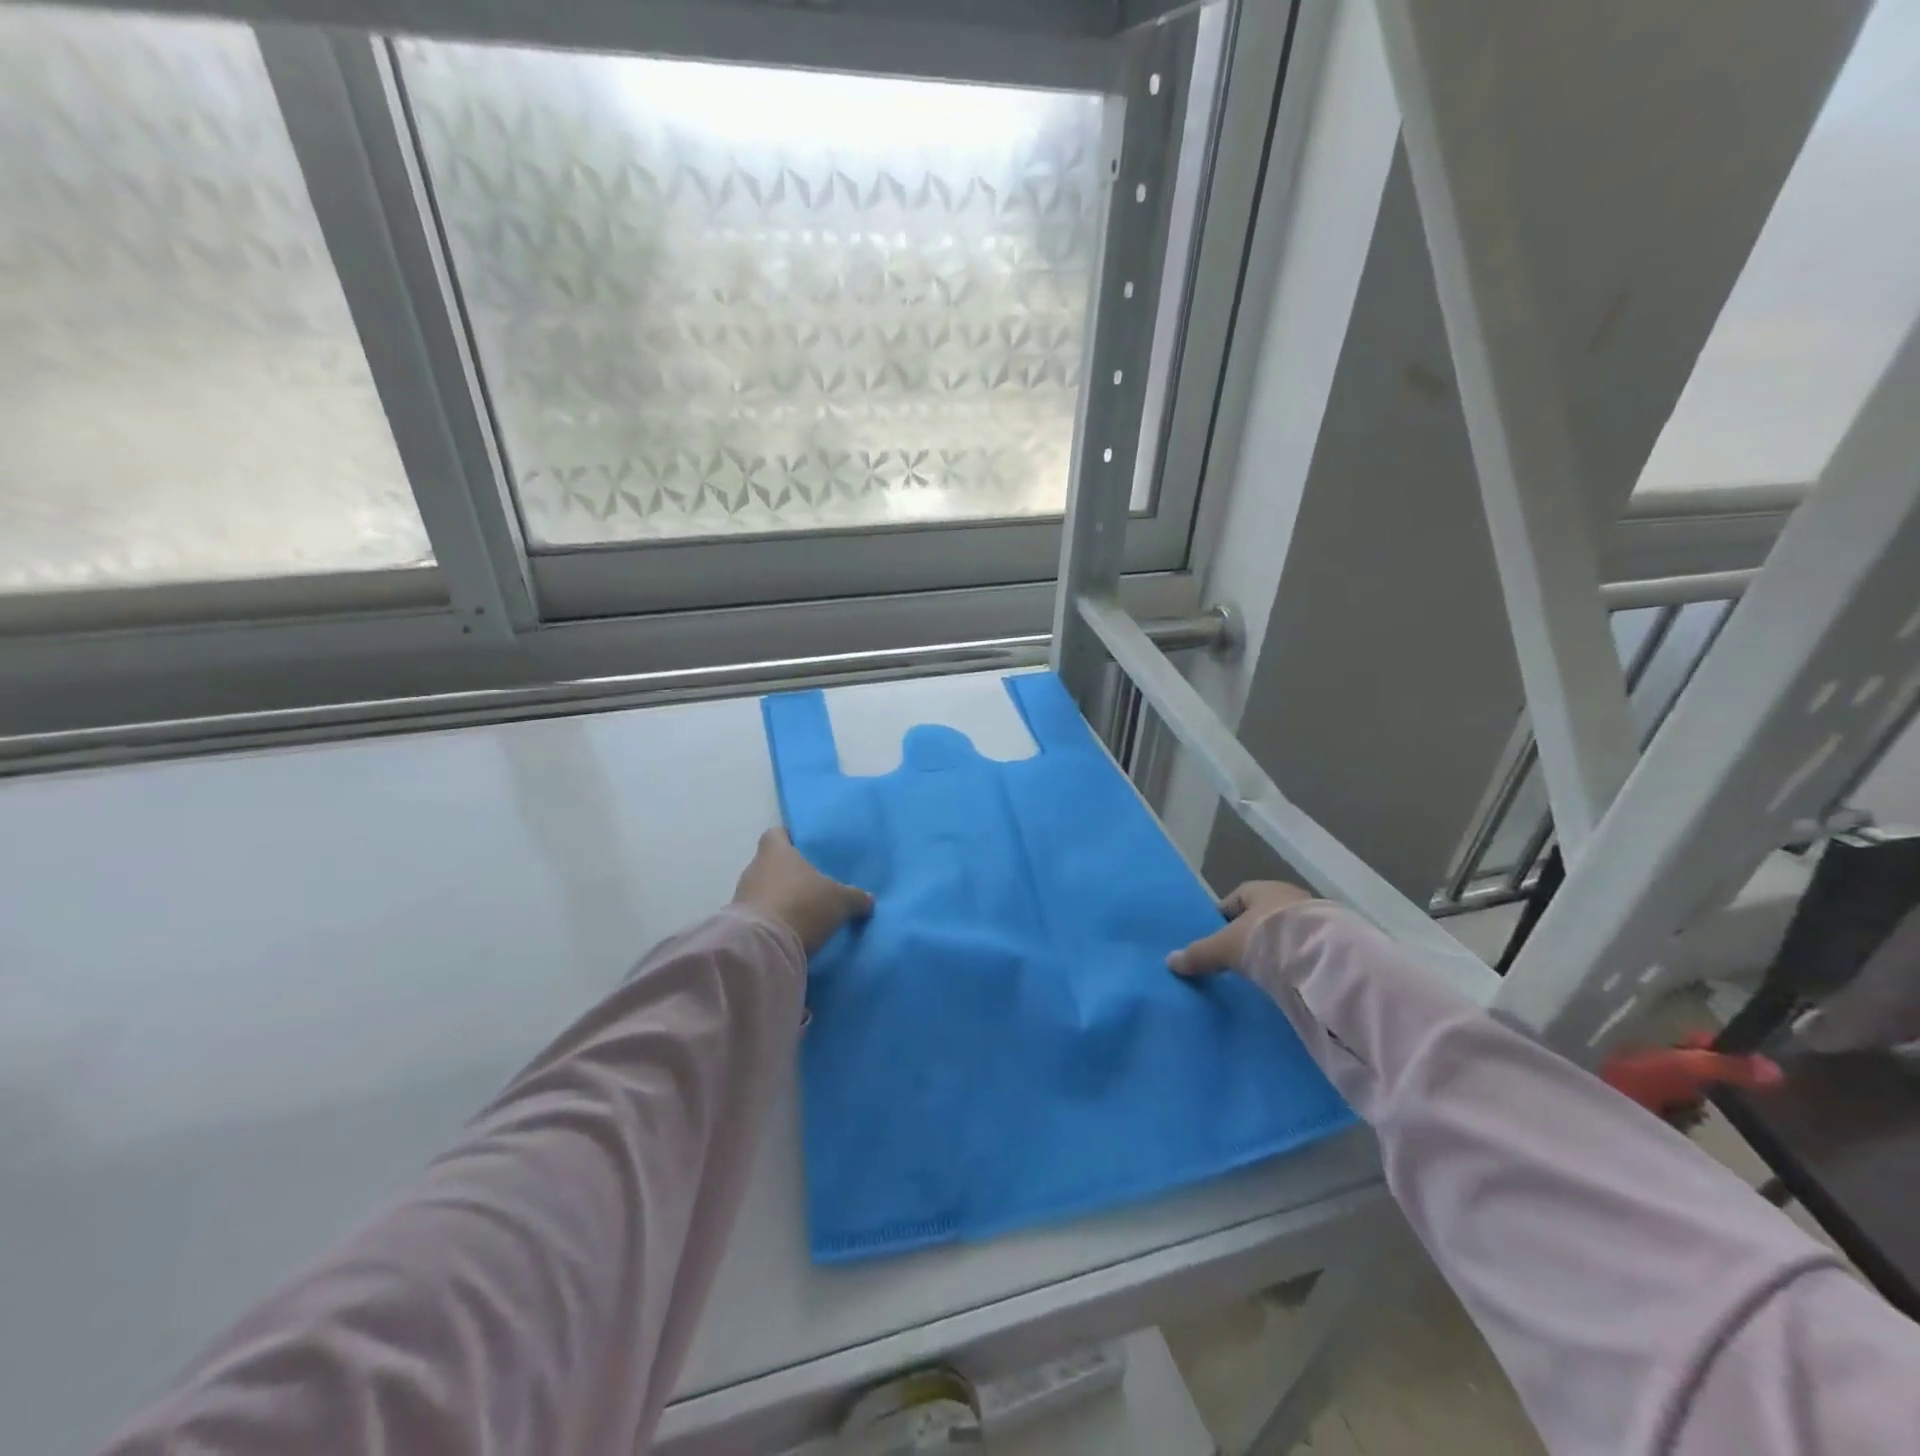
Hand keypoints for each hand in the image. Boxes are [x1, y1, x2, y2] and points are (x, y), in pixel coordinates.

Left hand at [732, 829, 873, 952]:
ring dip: (780, 899)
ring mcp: (741, 897)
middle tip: (812, 884)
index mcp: (775, 851)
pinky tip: (790, 932)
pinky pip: (759, 916)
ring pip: (763, 891)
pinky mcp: (738, 925)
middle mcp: (754, 868)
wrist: (763, 948)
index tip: (806, 849)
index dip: (790, 839)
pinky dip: (772, 921)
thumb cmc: (802, 905)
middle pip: (771, 864)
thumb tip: (868, 899)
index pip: (777, 834)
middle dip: (789, 874)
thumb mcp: (840, 901)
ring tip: (803, 911)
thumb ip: (855, 897)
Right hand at [1168, 881, 1316, 976]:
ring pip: (1285, 933)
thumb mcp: (1225, 947)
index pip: (1236, 899)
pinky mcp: (1334, 941)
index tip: (1216, 940)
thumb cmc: (1266, 937)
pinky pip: (1305, 949)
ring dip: (1275, 949)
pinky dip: (1295, 961)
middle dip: (1250, 935)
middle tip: (1238, 958)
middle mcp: (1289, 896)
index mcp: (1261, 889)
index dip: (1224, 918)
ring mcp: (1315, 918)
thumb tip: (1170, 961)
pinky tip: (1288, 979)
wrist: (1323, 954)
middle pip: (1262, 916)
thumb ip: (1199, 954)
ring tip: (1263, 973)